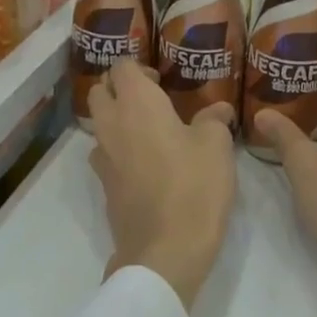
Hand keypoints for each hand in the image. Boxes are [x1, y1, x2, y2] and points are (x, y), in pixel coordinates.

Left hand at [86, 61, 236, 308]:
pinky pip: (106, 154)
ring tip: (149, 131)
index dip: (139, 67)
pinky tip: (146, 163)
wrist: (165, 250)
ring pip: (99, 124)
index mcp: (137, 104)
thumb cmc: (194, 186)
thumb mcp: (216, 146)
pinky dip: (119, 149)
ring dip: (116, 119)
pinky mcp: (104, 186)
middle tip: (152, 100)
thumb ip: (214, 120)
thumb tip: (218, 110)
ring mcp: (103, 158)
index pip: (122, 66)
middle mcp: (111, 124)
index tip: (162, 80)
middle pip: (100, 91)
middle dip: (119, 88)